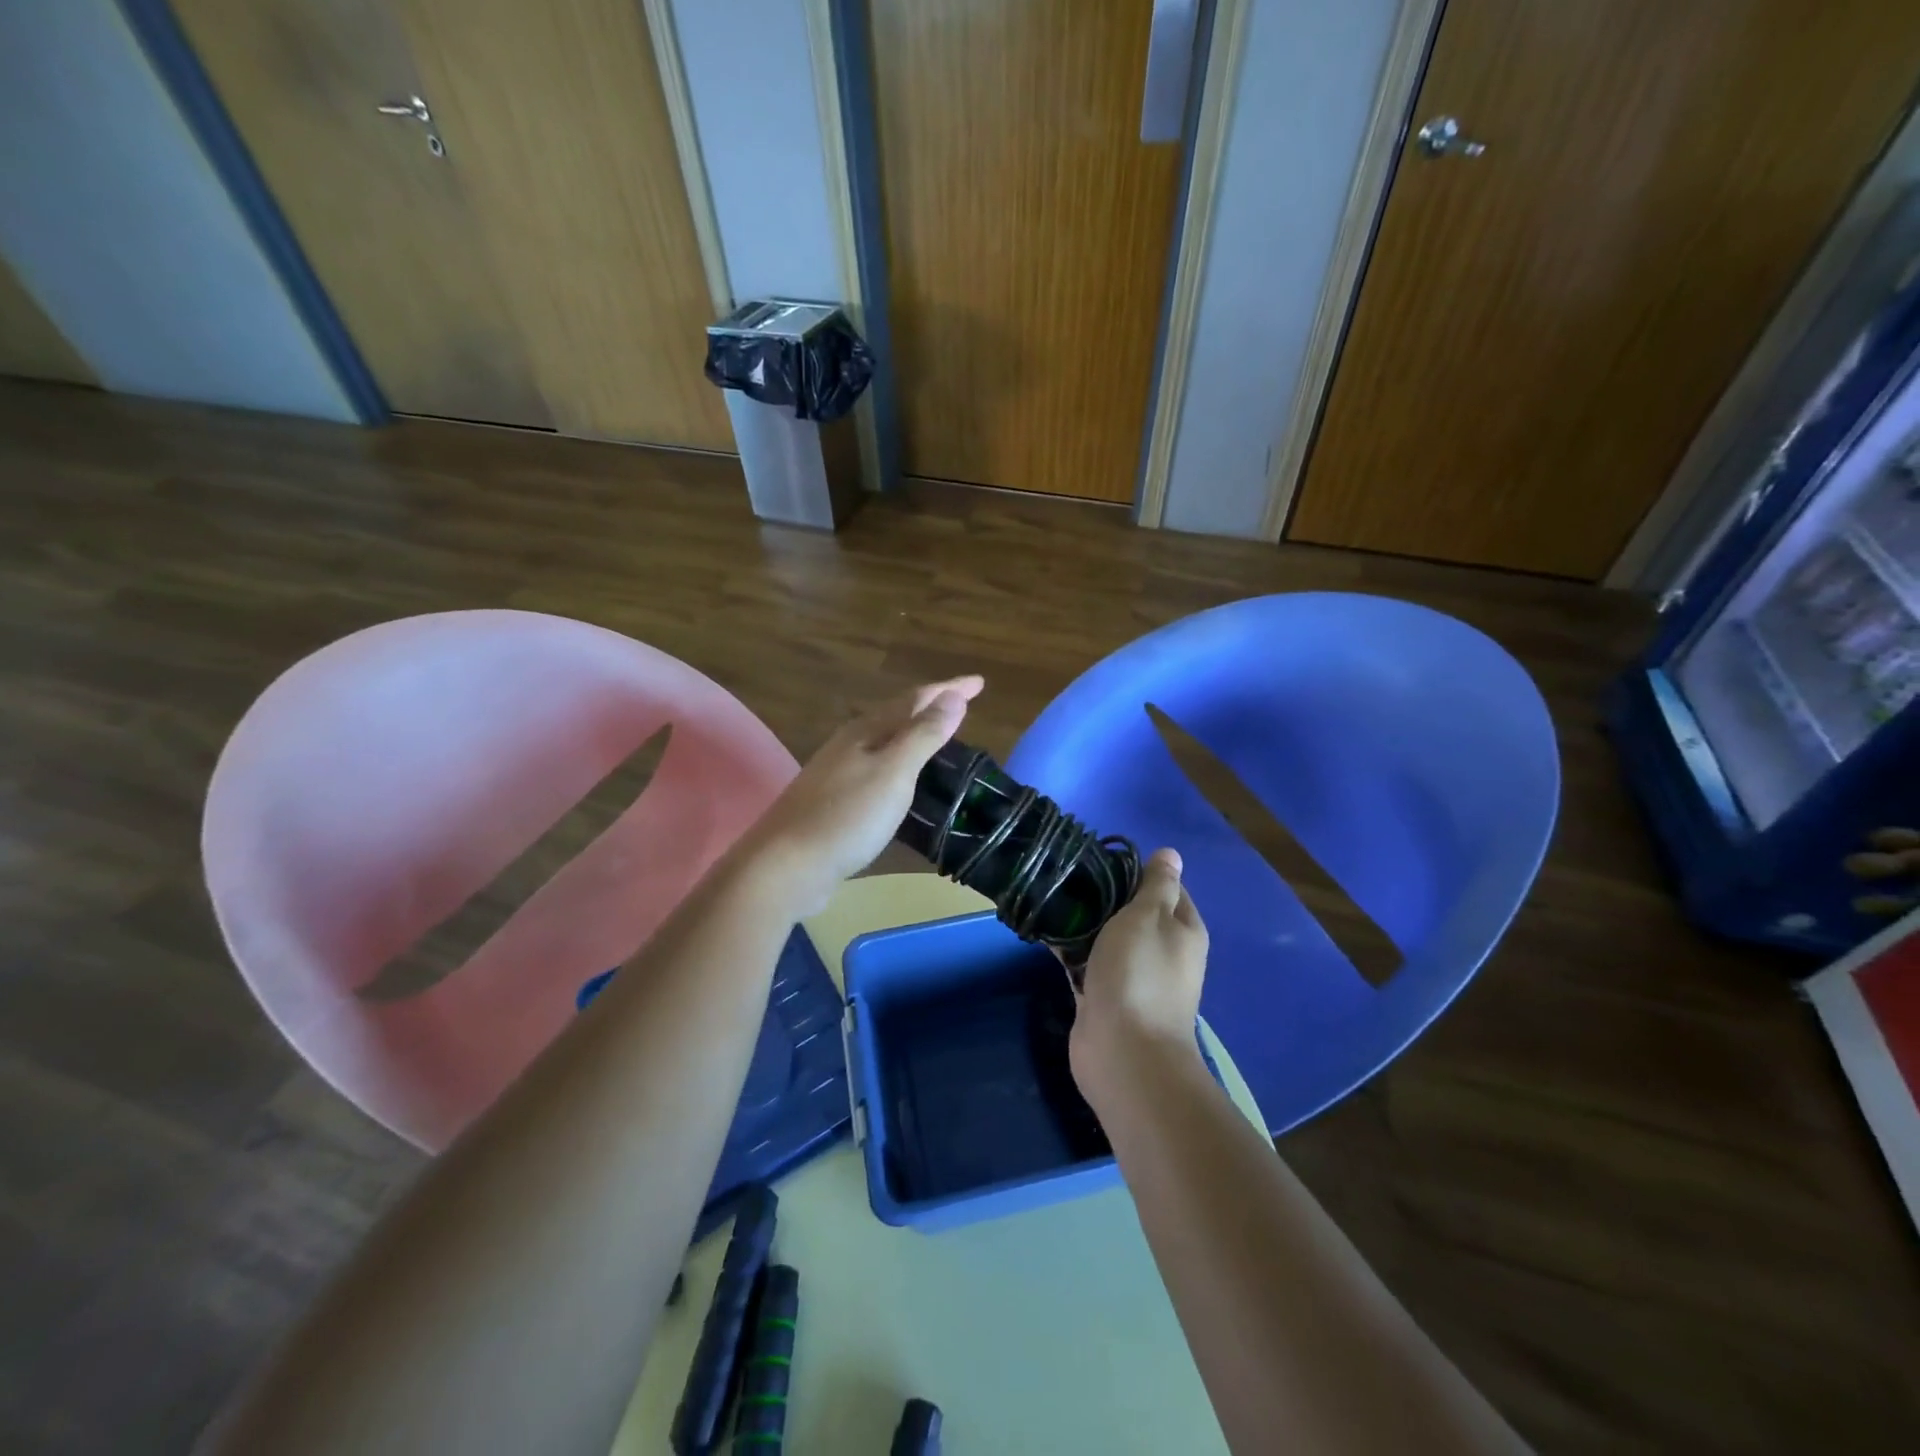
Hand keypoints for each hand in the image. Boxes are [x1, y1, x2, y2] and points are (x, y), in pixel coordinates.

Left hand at [746, 676, 984, 910]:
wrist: (787, 865)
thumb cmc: (846, 816)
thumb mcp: (894, 773)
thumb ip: (924, 735)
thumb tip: (953, 696)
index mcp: (866, 731)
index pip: (916, 699)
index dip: (949, 689)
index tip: (980, 682)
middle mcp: (850, 743)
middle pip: (897, 715)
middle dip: (931, 706)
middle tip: (963, 704)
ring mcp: (838, 772)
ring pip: (885, 741)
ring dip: (915, 733)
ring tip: (940, 736)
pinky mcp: (834, 800)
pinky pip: (877, 768)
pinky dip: (900, 763)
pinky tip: (904, 780)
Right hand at [1070, 848, 1208, 1101]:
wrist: (1124, 1052)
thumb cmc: (1139, 974)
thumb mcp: (1149, 916)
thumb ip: (1156, 885)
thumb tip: (1171, 854)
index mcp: (1183, 930)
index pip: (1166, 888)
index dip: (1137, 870)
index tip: (1101, 857)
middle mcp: (1162, 952)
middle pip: (1134, 913)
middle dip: (1105, 896)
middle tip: (1070, 876)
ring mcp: (1133, 977)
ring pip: (1107, 939)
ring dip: (1084, 924)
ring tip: (1052, 898)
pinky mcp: (1105, 997)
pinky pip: (1087, 964)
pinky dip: (1071, 951)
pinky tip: (1045, 933)